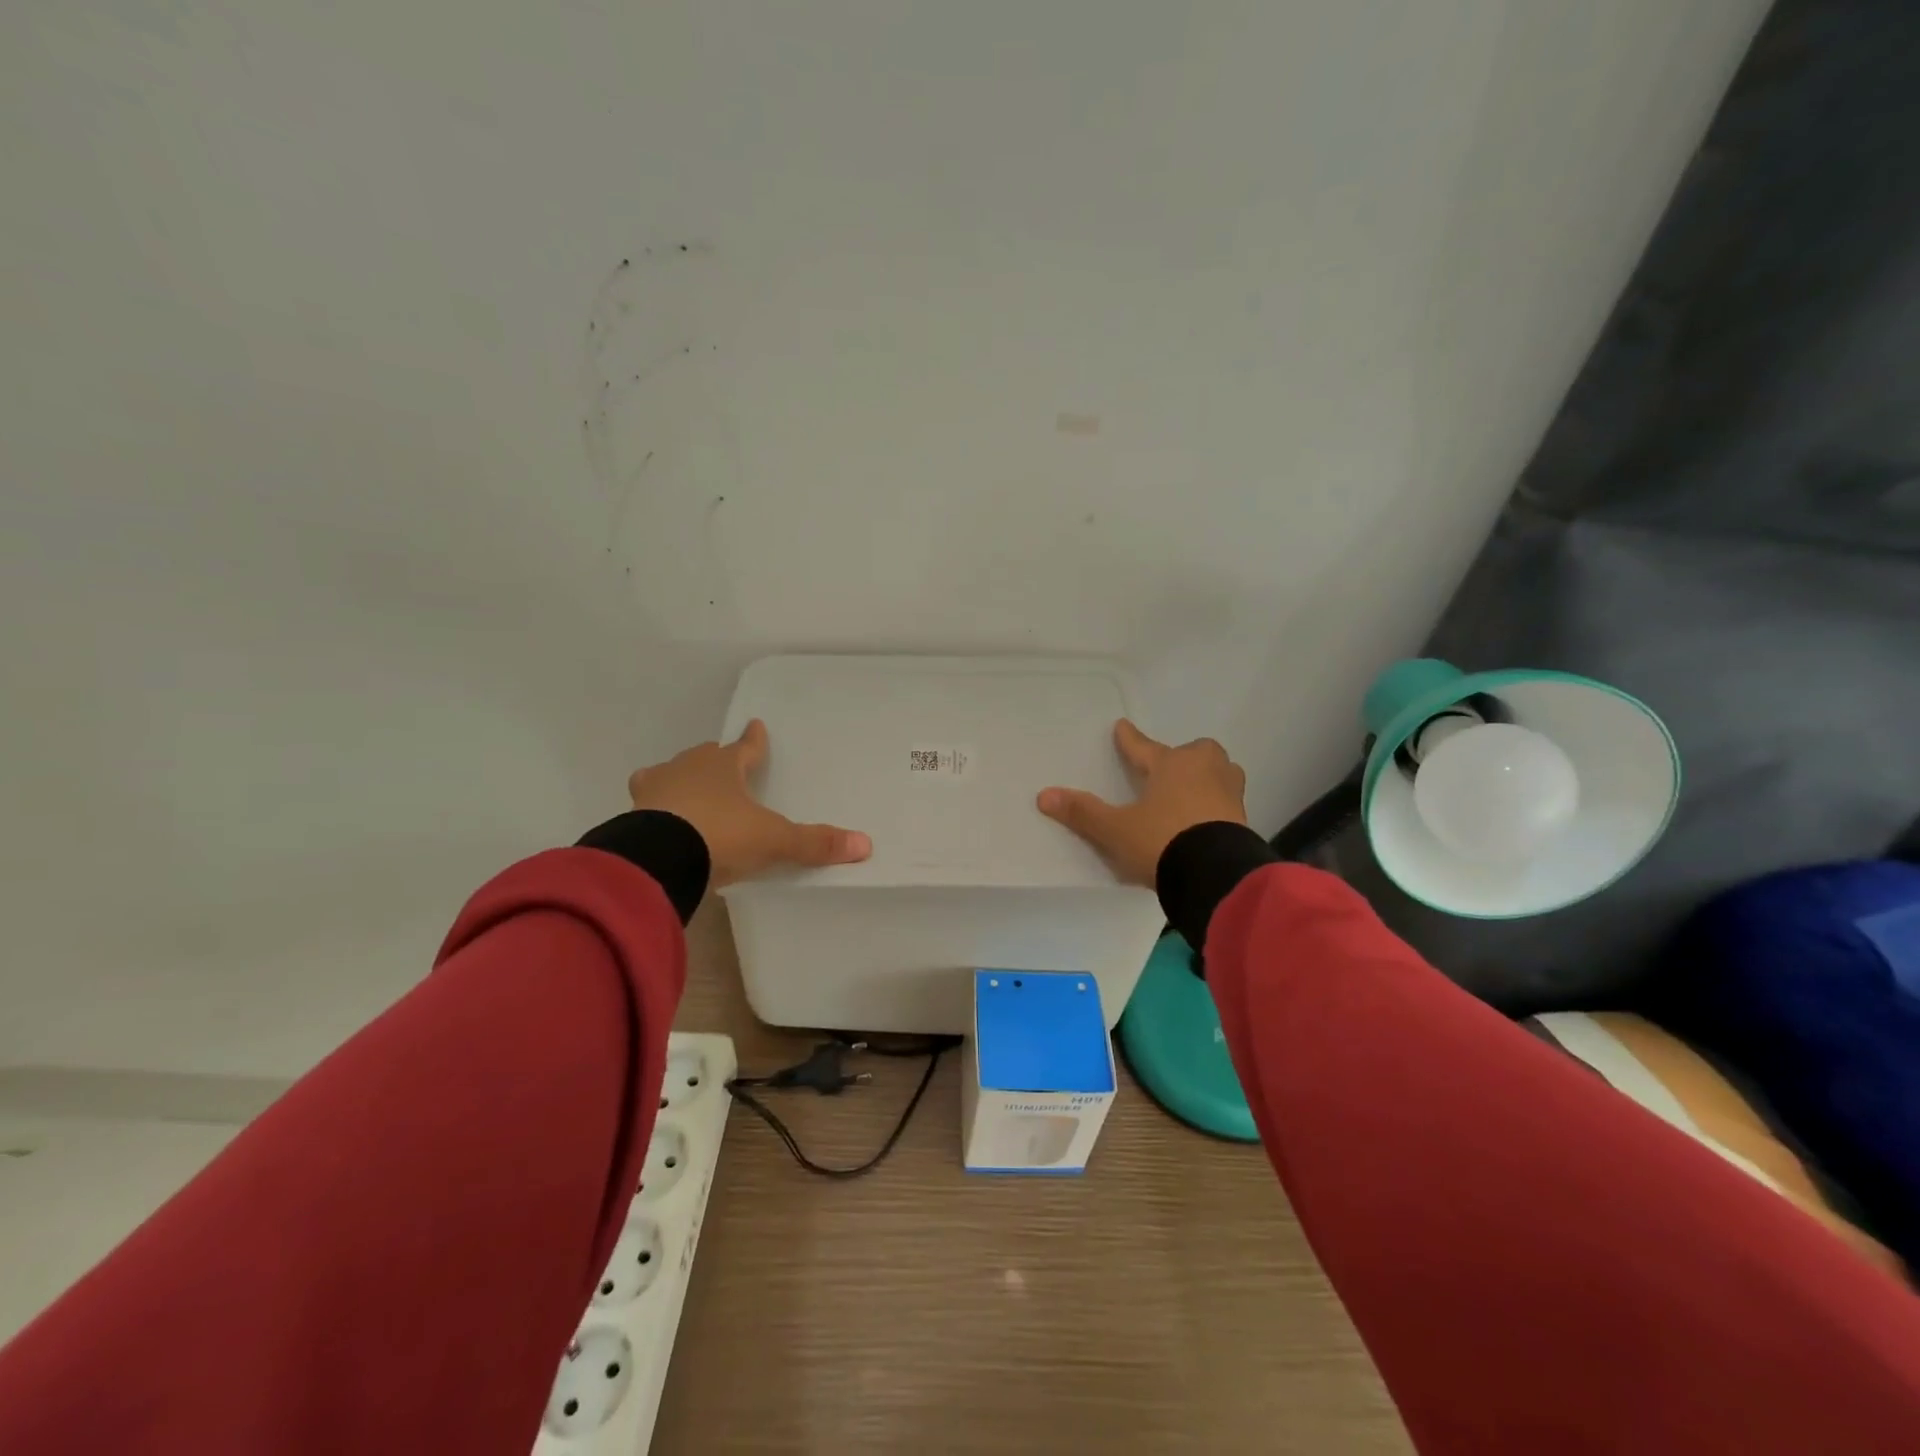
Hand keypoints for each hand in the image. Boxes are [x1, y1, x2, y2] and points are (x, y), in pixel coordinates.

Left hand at [627, 720, 871, 886]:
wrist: (658, 857)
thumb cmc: (721, 835)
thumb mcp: (773, 841)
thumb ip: (814, 843)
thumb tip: (865, 844)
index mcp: (725, 766)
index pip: (745, 747)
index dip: (754, 740)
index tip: (756, 725)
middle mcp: (688, 768)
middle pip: (704, 756)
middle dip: (714, 759)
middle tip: (721, 762)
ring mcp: (655, 789)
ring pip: (668, 773)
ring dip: (678, 779)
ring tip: (683, 789)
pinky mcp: (632, 814)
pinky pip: (646, 803)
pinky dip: (654, 807)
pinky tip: (657, 819)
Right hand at [1037, 719, 1248, 886]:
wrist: (1216, 874)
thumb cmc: (1162, 840)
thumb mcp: (1116, 829)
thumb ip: (1084, 813)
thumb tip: (1044, 795)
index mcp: (1171, 765)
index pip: (1143, 747)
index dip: (1129, 738)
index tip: (1122, 725)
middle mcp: (1203, 771)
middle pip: (1197, 752)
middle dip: (1185, 756)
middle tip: (1171, 769)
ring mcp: (1228, 793)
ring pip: (1221, 772)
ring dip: (1208, 777)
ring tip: (1194, 791)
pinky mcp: (1243, 819)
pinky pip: (1228, 801)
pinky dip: (1217, 804)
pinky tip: (1206, 819)